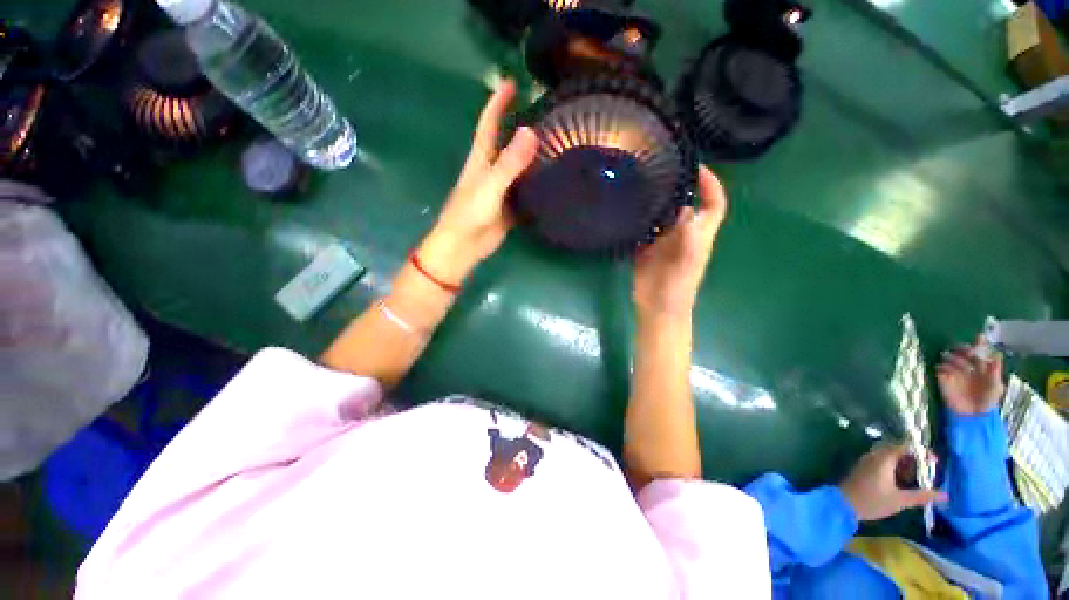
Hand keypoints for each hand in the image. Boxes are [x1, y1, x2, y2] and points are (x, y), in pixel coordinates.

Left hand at [419, 80, 538, 282]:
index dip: (498, 102)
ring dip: (534, 156)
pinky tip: (553, 181)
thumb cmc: (470, 215)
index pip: (489, 124)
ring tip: (557, 144)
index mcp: (482, 160)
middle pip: (507, 143)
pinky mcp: (510, 207)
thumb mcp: (490, 187)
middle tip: (547, 114)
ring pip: (519, 168)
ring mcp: (502, 190)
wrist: (464, 247)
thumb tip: (531, 131)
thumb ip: (509, 163)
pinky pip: (525, 190)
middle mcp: (492, 170)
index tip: (511, 81)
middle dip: (522, 127)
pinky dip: (537, 184)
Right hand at [632, 166, 727, 317]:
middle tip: (663, 169)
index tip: (696, 166)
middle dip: (680, 186)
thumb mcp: (687, 258)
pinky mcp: (646, 250)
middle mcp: (683, 234)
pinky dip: (638, 218)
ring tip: (642, 183)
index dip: (711, 184)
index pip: (713, 203)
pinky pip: (644, 228)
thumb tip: (685, 205)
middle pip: (687, 204)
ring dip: (657, 200)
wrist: (657, 307)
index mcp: (699, 234)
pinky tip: (627, 209)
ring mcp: (663, 242)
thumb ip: (688, 233)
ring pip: (664, 215)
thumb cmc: (677, 285)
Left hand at [839, 444, 946, 522]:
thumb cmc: (872, 501)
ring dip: (906, 466)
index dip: (921, 452)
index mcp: (882, 459)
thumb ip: (922, 496)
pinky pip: (883, 463)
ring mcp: (867, 461)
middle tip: (928, 473)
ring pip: (891, 458)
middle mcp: (874, 456)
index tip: (935, 462)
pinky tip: (904, 483)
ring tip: (919, 480)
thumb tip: (945, 495)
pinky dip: (896, 469)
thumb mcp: (900, 500)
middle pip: (898, 451)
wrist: (843, 504)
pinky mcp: (865, 469)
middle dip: (915, 461)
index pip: (904, 447)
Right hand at [937, 336, 1004, 414]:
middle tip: (964, 350)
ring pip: (949, 357)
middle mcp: (967, 365)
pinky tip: (946, 372)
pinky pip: (939, 368)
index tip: (978, 337)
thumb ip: (995, 370)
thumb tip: (996, 353)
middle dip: (962, 348)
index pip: (978, 349)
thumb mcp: (996, 386)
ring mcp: (954, 371)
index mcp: (981, 365)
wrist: (973, 416)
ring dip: (953, 359)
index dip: (978, 343)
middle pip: (962, 350)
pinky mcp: (943, 378)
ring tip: (957, 365)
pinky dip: (943, 368)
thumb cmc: (988, 400)